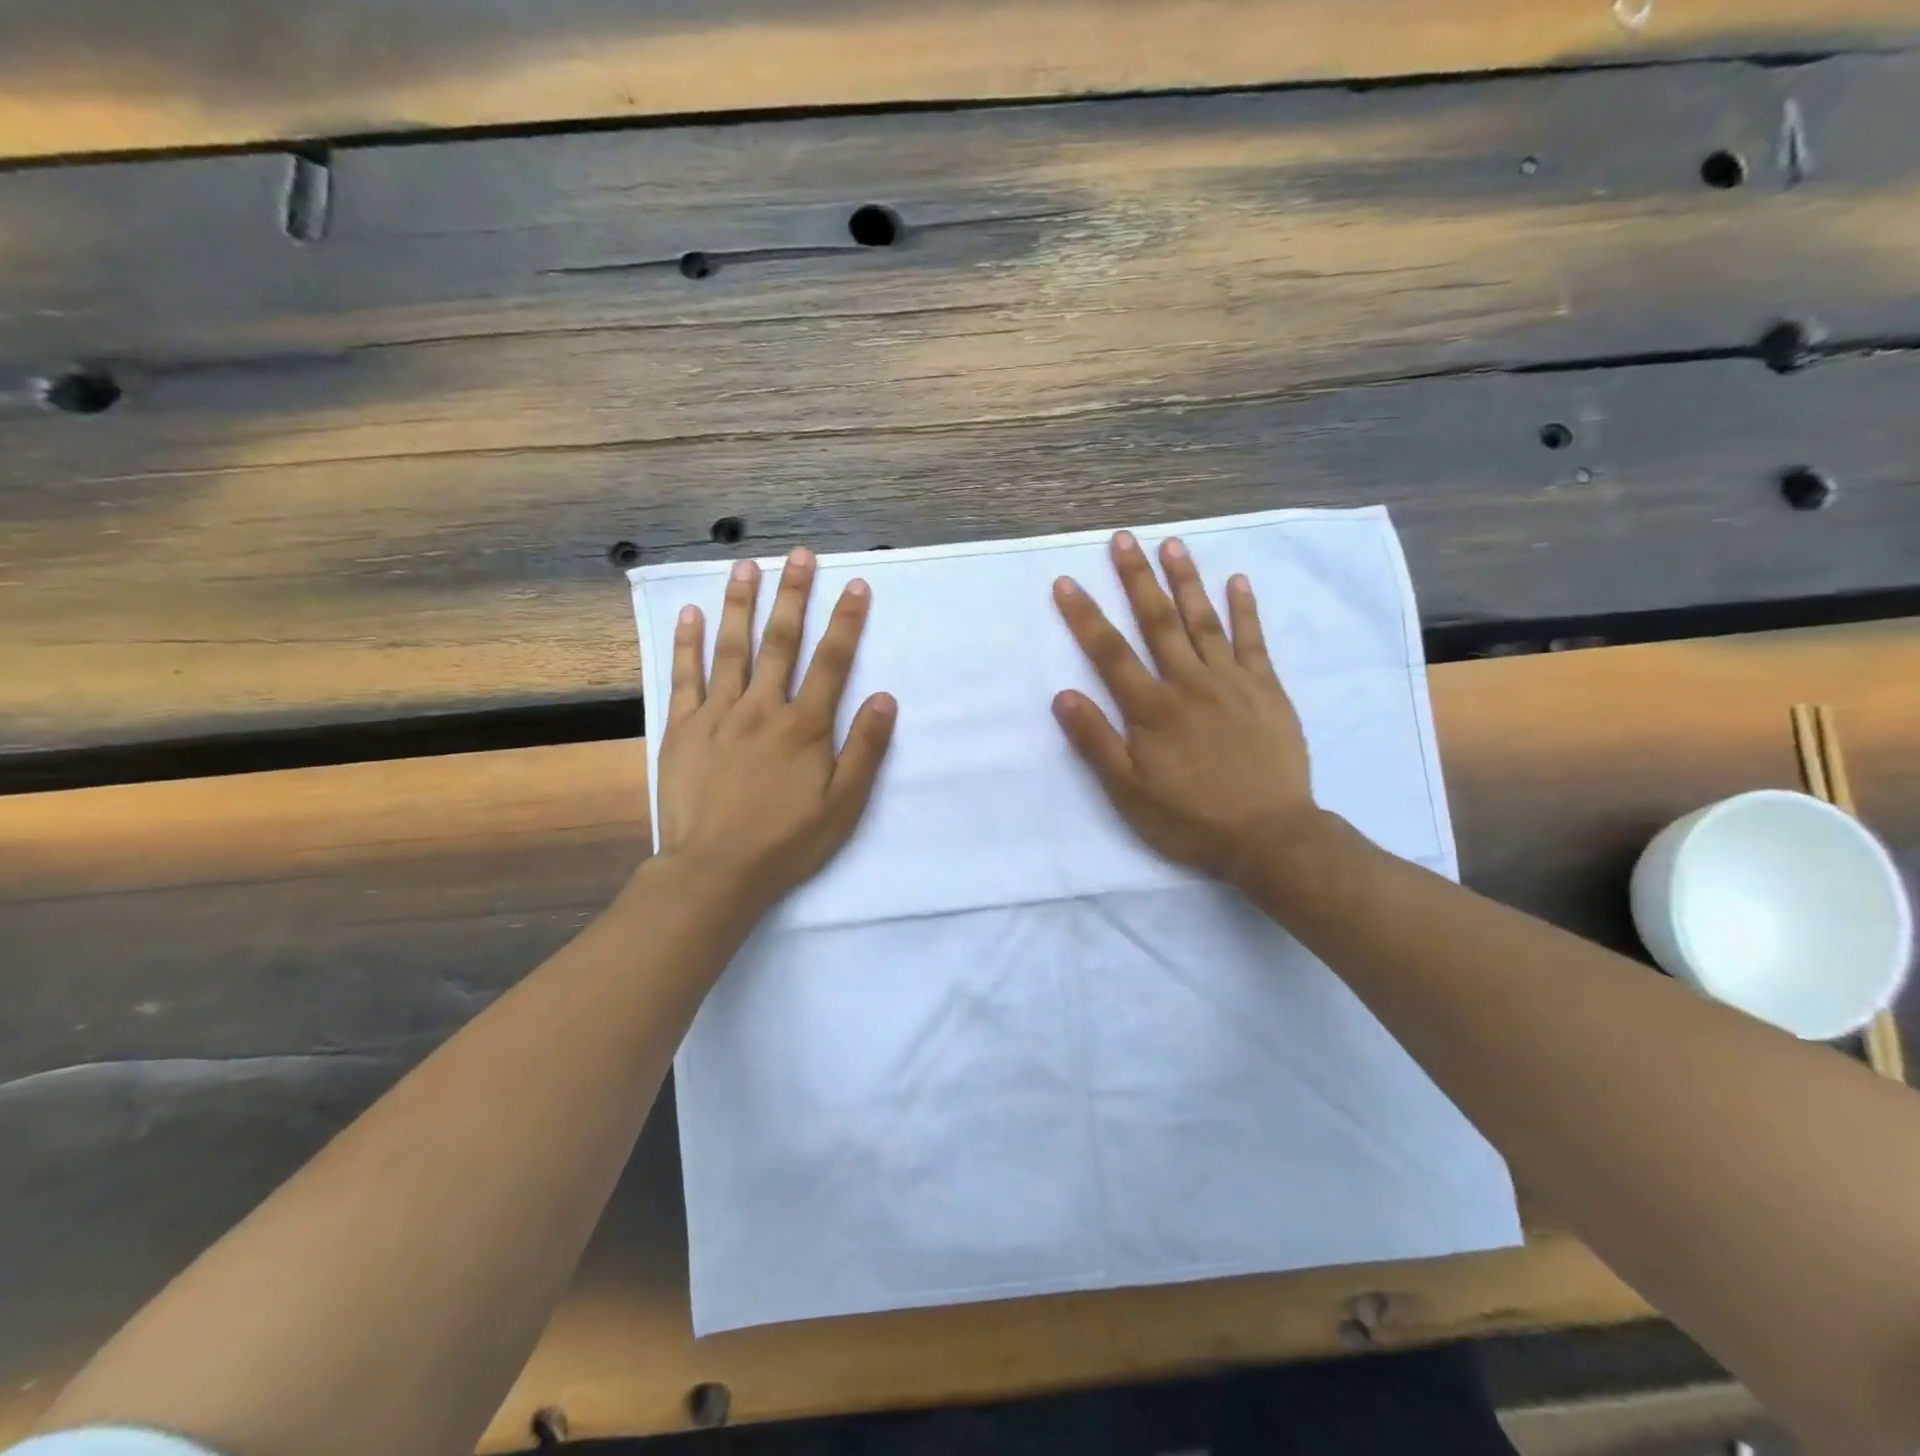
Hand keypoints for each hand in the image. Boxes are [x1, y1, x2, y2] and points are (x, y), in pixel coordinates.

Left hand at [656, 548, 896, 916]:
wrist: (716, 871)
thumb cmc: (787, 841)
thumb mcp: (843, 804)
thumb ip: (865, 749)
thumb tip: (885, 697)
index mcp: (804, 726)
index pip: (832, 661)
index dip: (846, 621)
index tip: (856, 585)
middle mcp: (762, 708)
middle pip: (781, 641)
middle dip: (794, 594)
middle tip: (800, 554)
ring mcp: (717, 714)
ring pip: (731, 648)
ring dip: (741, 603)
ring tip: (746, 566)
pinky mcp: (682, 728)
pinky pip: (684, 677)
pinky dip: (688, 643)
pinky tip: (691, 614)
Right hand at [1052, 531, 1327, 891]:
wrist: (1270, 836)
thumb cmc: (1191, 819)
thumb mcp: (1129, 793)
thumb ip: (1096, 742)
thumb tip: (1063, 696)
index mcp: (1152, 709)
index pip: (1109, 652)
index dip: (1084, 616)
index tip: (1066, 581)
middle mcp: (1189, 683)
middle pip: (1157, 622)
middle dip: (1136, 578)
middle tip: (1122, 538)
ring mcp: (1231, 682)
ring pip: (1203, 620)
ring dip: (1185, 580)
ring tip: (1171, 544)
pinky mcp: (1266, 689)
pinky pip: (1253, 640)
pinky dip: (1245, 609)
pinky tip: (1237, 580)